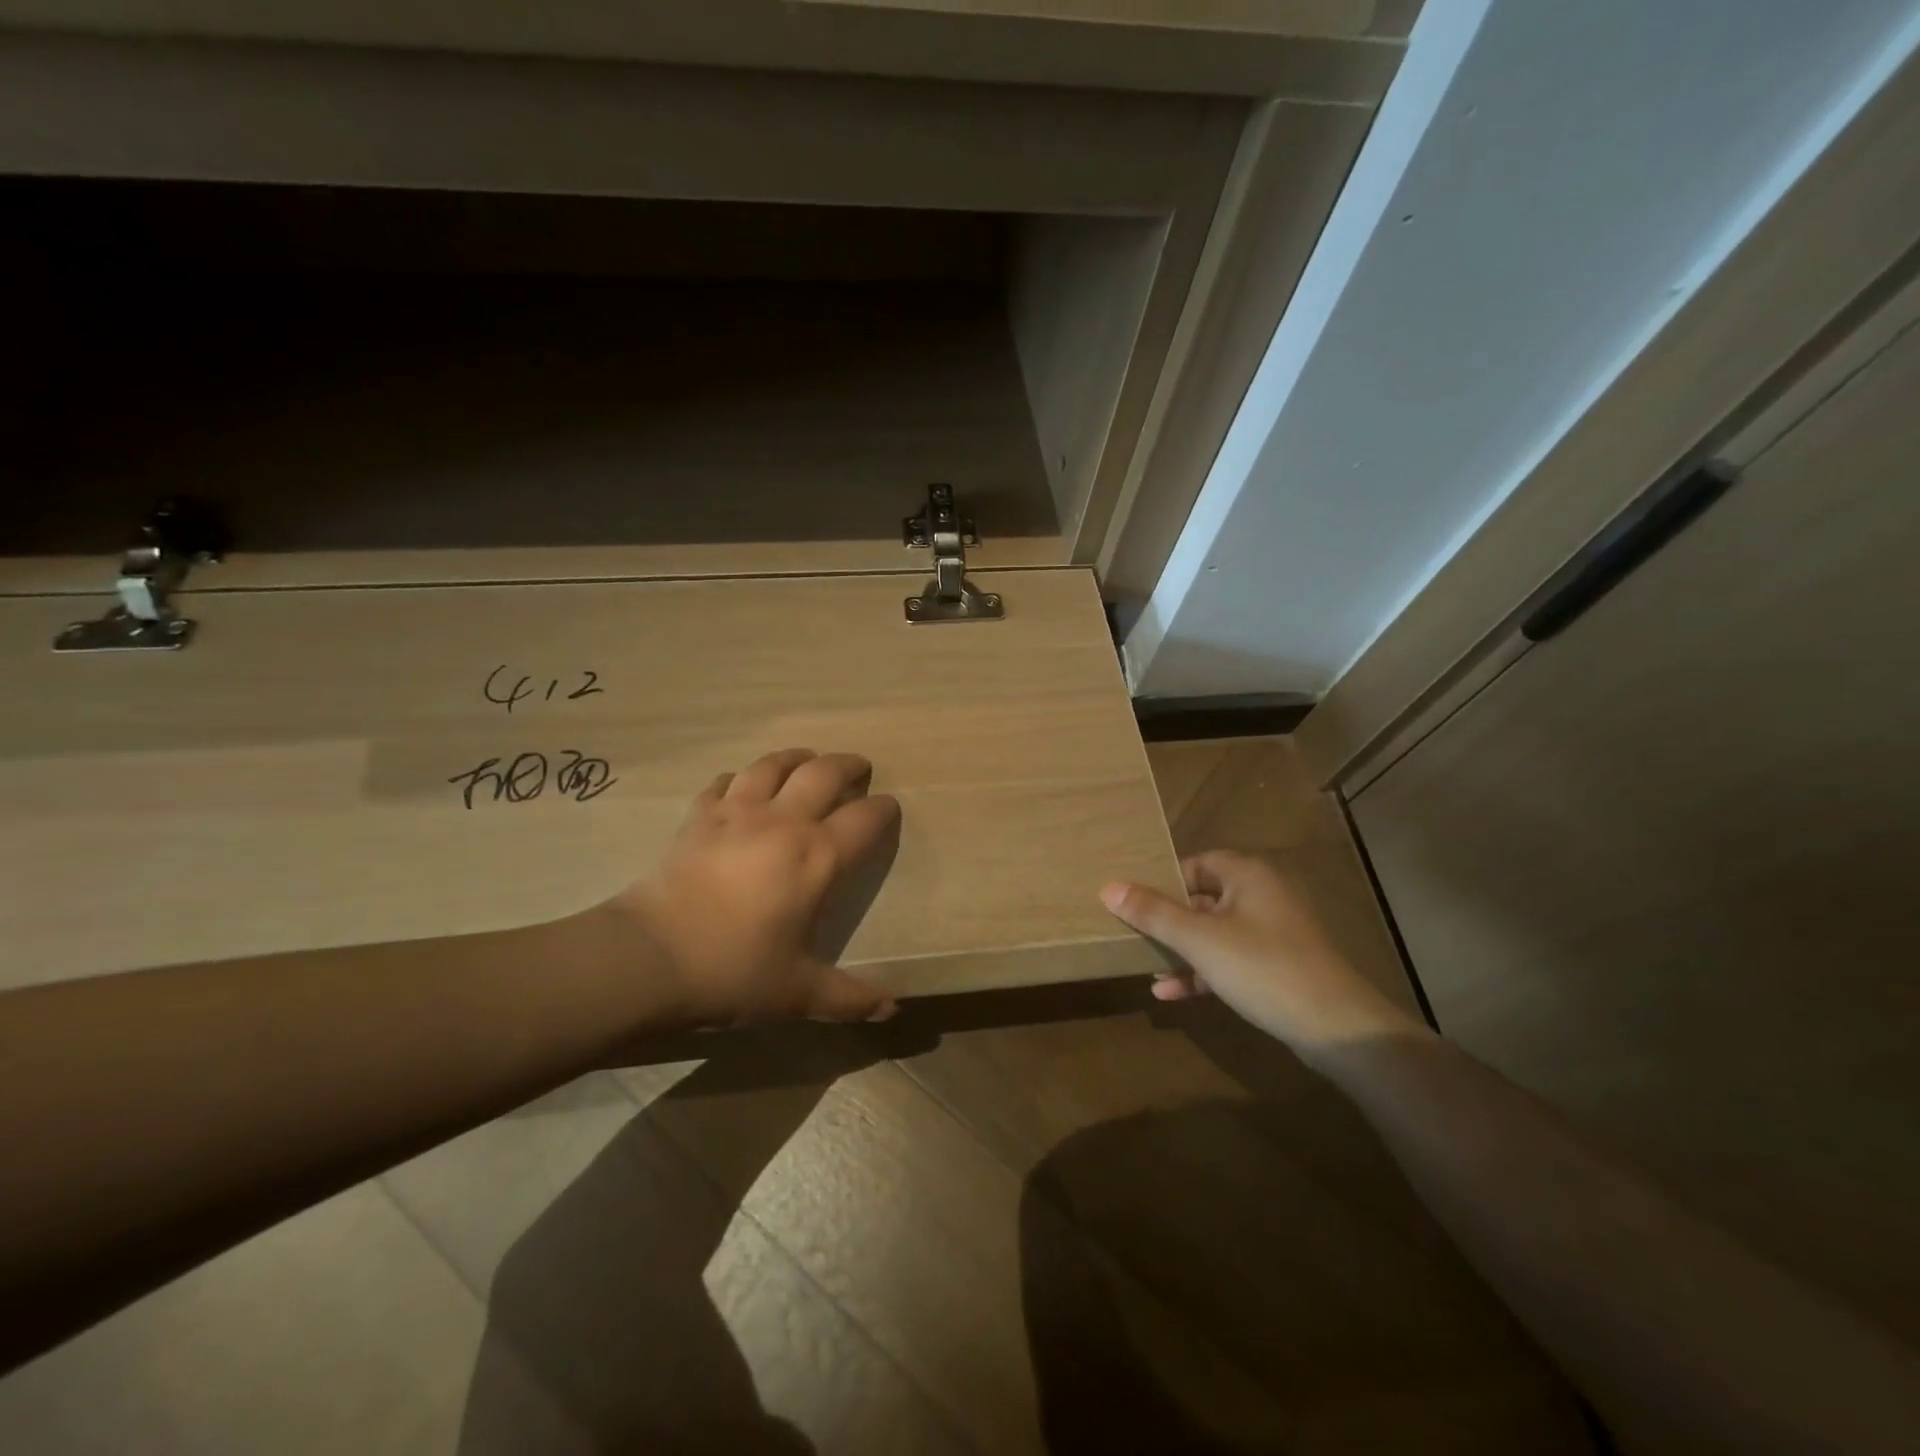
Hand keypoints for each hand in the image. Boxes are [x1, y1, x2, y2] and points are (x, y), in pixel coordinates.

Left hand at [595, 749, 901, 1027]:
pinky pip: (723, 782)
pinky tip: (740, 785)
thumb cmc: (734, 971)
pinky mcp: (698, 816)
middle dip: (848, 765)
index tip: (890, 807)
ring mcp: (737, 812)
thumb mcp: (798, 993)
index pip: (865, 819)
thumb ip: (850, 998)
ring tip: (806, 759)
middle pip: (824, 773)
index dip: (884, 809)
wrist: (650, 958)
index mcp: (818, 857)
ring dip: (796, 757)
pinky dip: (739, 778)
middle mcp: (784, 822)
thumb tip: (892, 1011)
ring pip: (773, 764)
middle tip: (858, 767)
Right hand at [1100, 851, 1422, 1061]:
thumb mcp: (1199, 940)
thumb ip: (1153, 913)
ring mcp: (1275, 931)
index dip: (1163, 882)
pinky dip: (1203, 971)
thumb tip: (1109, 887)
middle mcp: (1263, 893)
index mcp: (1248, 874)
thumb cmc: (1263, 967)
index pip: (1195, 864)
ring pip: (1215, 932)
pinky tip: (1172, 993)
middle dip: (1168, 922)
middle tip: (1134, 937)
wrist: (1338, 1027)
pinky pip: (1231, 958)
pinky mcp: (1279, 964)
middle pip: (1202, 899)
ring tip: (1148, 969)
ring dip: (1182, 951)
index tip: (1134, 904)